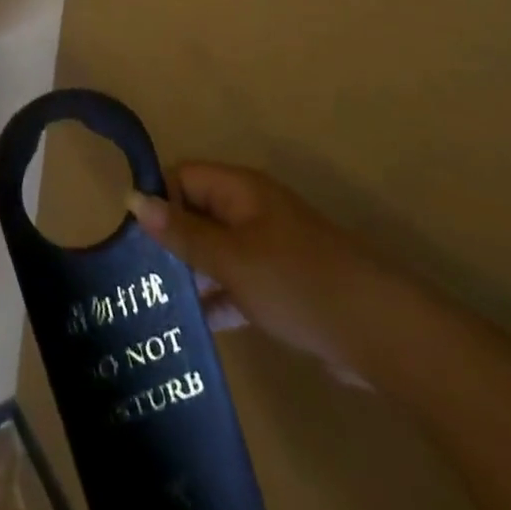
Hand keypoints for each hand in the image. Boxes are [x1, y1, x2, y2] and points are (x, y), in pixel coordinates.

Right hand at [128, 163, 377, 386]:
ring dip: (190, 273)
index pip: (182, 176)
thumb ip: (181, 232)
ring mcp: (268, 249)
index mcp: (239, 190)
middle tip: (133, 275)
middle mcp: (251, 210)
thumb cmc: (296, 281)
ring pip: (215, 251)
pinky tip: (192, 326)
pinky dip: (216, 298)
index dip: (156, 198)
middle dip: (168, 239)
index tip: (129, 236)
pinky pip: (236, 282)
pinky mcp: (281, 286)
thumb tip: (132, 199)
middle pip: (196, 212)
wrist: (381, 333)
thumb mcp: (230, 257)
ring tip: (151, 303)